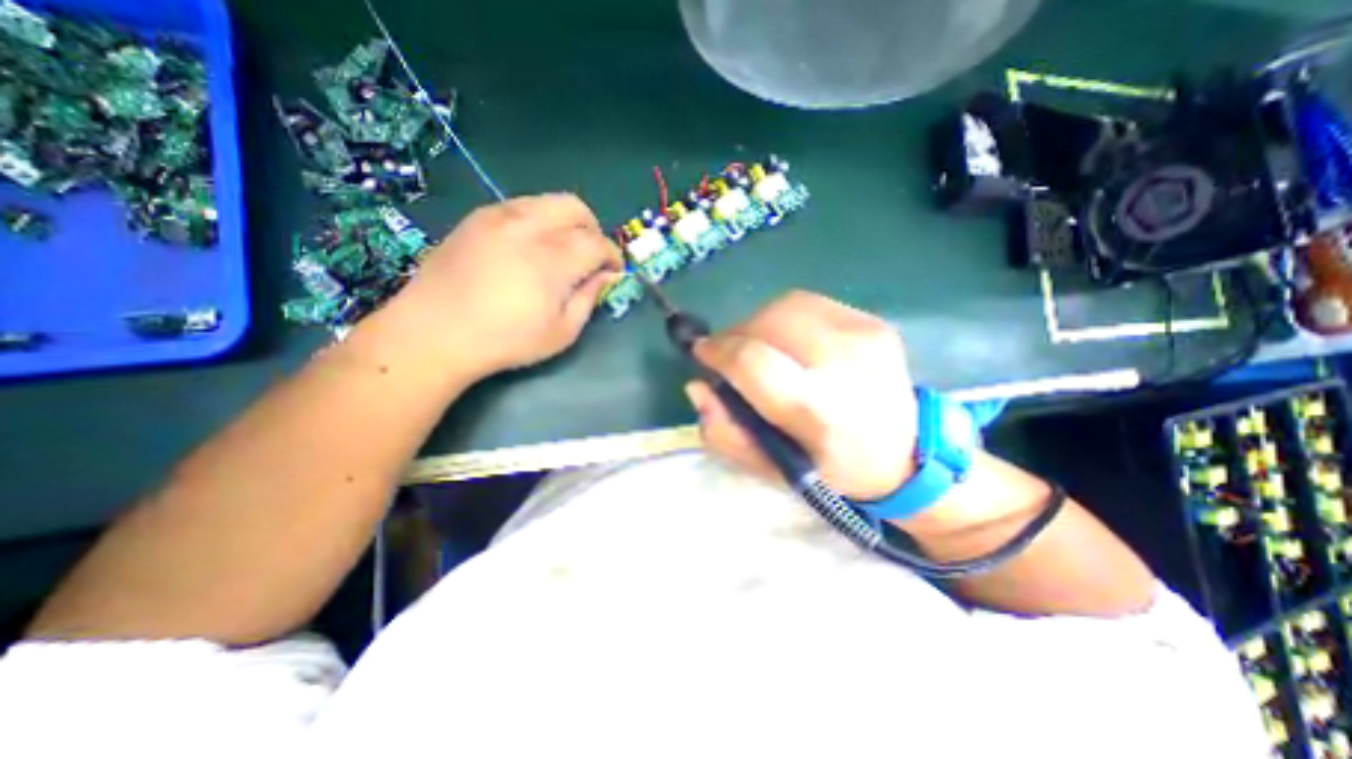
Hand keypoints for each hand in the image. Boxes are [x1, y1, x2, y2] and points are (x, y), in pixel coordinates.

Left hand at [380, 190, 623, 374]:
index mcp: (551, 259)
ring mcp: (498, 216)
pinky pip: (521, 206)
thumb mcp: (561, 332)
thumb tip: (607, 275)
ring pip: (547, 201)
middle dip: (592, 229)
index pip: (597, 243)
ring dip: (565, 223)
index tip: (613, 271)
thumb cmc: (505, 341)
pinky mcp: (477, 217)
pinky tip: (529, 248)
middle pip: (575, 208)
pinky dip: (538, 221)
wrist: (434, 333)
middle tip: (590, 256)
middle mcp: (527, 227)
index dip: (612, 256)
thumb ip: (589, 298)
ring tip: (560, 251)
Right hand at [687, 293, 917, 500]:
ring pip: (785, 305)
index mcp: (818, 410)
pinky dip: (784, 318)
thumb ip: (725, 433)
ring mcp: (863, 334)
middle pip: (768, 322)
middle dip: (736, 336)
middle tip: (731, 357)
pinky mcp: (872, 321)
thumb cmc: (830, 469)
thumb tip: (698, 386)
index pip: (752, 361)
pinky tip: (789, 342)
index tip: (702, 355)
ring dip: (759, 324)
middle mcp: (844, 363)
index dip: (718, 352)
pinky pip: (808, 304)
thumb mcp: (771, 470)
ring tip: (760, 349)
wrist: (906, 455)